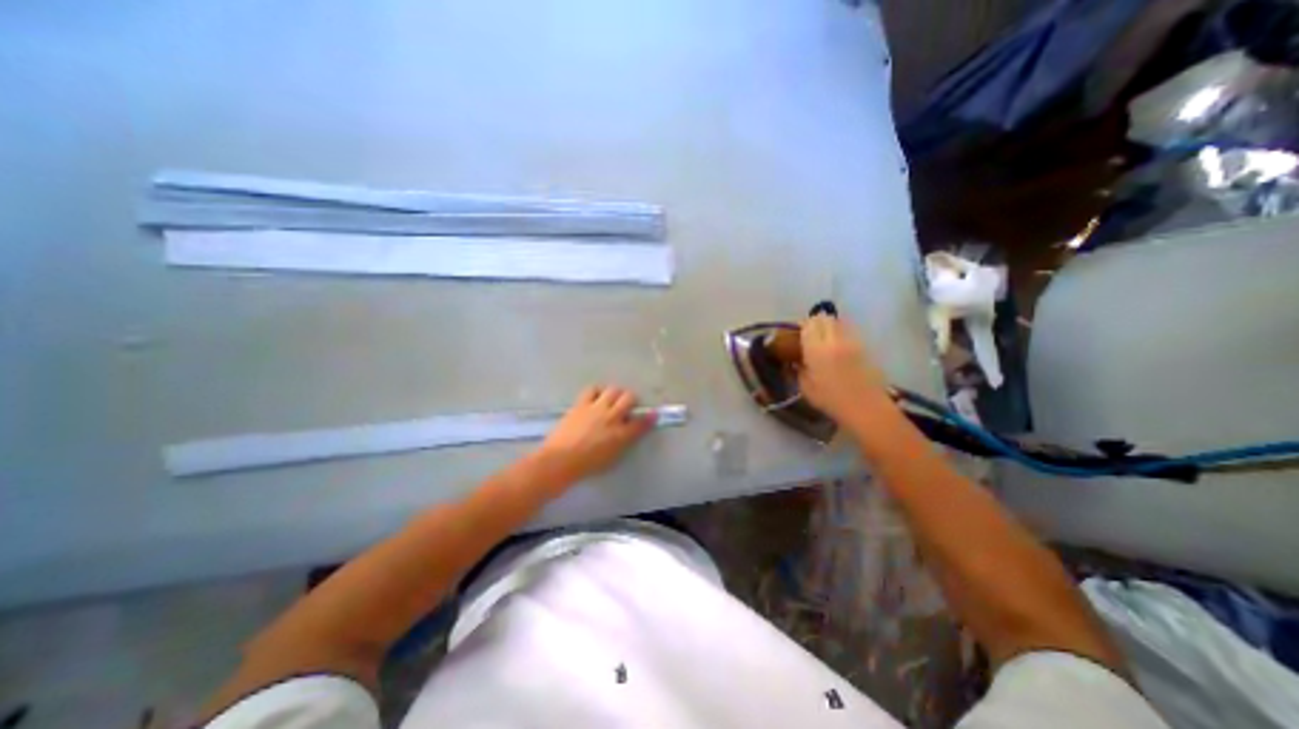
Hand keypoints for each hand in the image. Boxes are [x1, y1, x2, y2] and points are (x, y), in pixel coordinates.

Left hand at [538, 387, 659, 484]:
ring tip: (613, 399)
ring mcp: (596, 408)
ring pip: (613, 390)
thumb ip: (623, 443)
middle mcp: (612, 417)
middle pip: (629, 398)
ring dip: (616, 393)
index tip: (653, 414)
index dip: (649, 418)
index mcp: (621, 435)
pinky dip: (598, 391)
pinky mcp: (581, 403)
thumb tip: (628, 432)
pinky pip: (593, 389)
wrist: (560, 459)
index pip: (641, 422)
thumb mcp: (611, 458)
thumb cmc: (587, 465)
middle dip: (633, 400)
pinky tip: (597, 396)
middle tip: (628, 405)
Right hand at [803, 316, 893, 429]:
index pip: (809, 324)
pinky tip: (838, 348)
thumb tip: (796, 360)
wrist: (866, 408)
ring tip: (825, 340)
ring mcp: (852, 341)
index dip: (802, 326)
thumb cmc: (831, 400)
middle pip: (824, 318)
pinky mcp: (864, 346)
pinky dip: (841, 333)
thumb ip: (798, 369)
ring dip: (830, 326)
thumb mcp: (806, 387)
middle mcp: (835, 340)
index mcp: (817, 349)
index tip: (797, 335)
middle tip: (810, 335)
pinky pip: (849, 331)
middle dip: (816, 323)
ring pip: (839, 322)